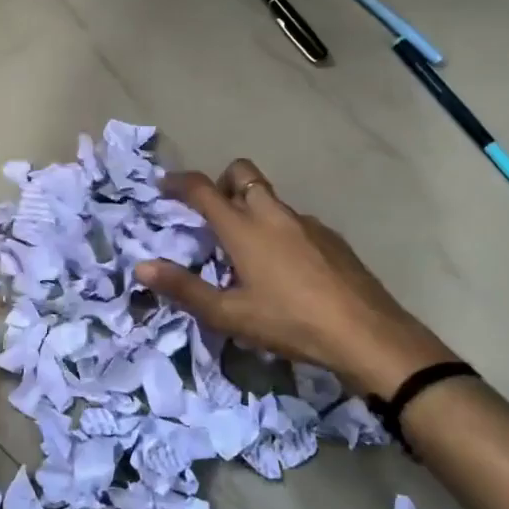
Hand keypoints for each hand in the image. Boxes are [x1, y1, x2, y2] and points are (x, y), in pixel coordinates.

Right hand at [136, 159, 459, 394]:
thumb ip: (184, 289)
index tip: (164, 186)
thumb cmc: (290, 322)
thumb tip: (141, 267)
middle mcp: (274, 215)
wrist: (366, 334)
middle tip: (211, 215)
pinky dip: (281, 232)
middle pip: (243, 174)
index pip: (204, 189)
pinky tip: (287, 271)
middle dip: (222, 183)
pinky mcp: (332, 239)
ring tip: (248, 253)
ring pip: (271, 200)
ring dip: (252, 210)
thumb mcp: (230, 314)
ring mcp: (308, 224)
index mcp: (245, 228)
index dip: (179, 182)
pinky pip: (296, 222)